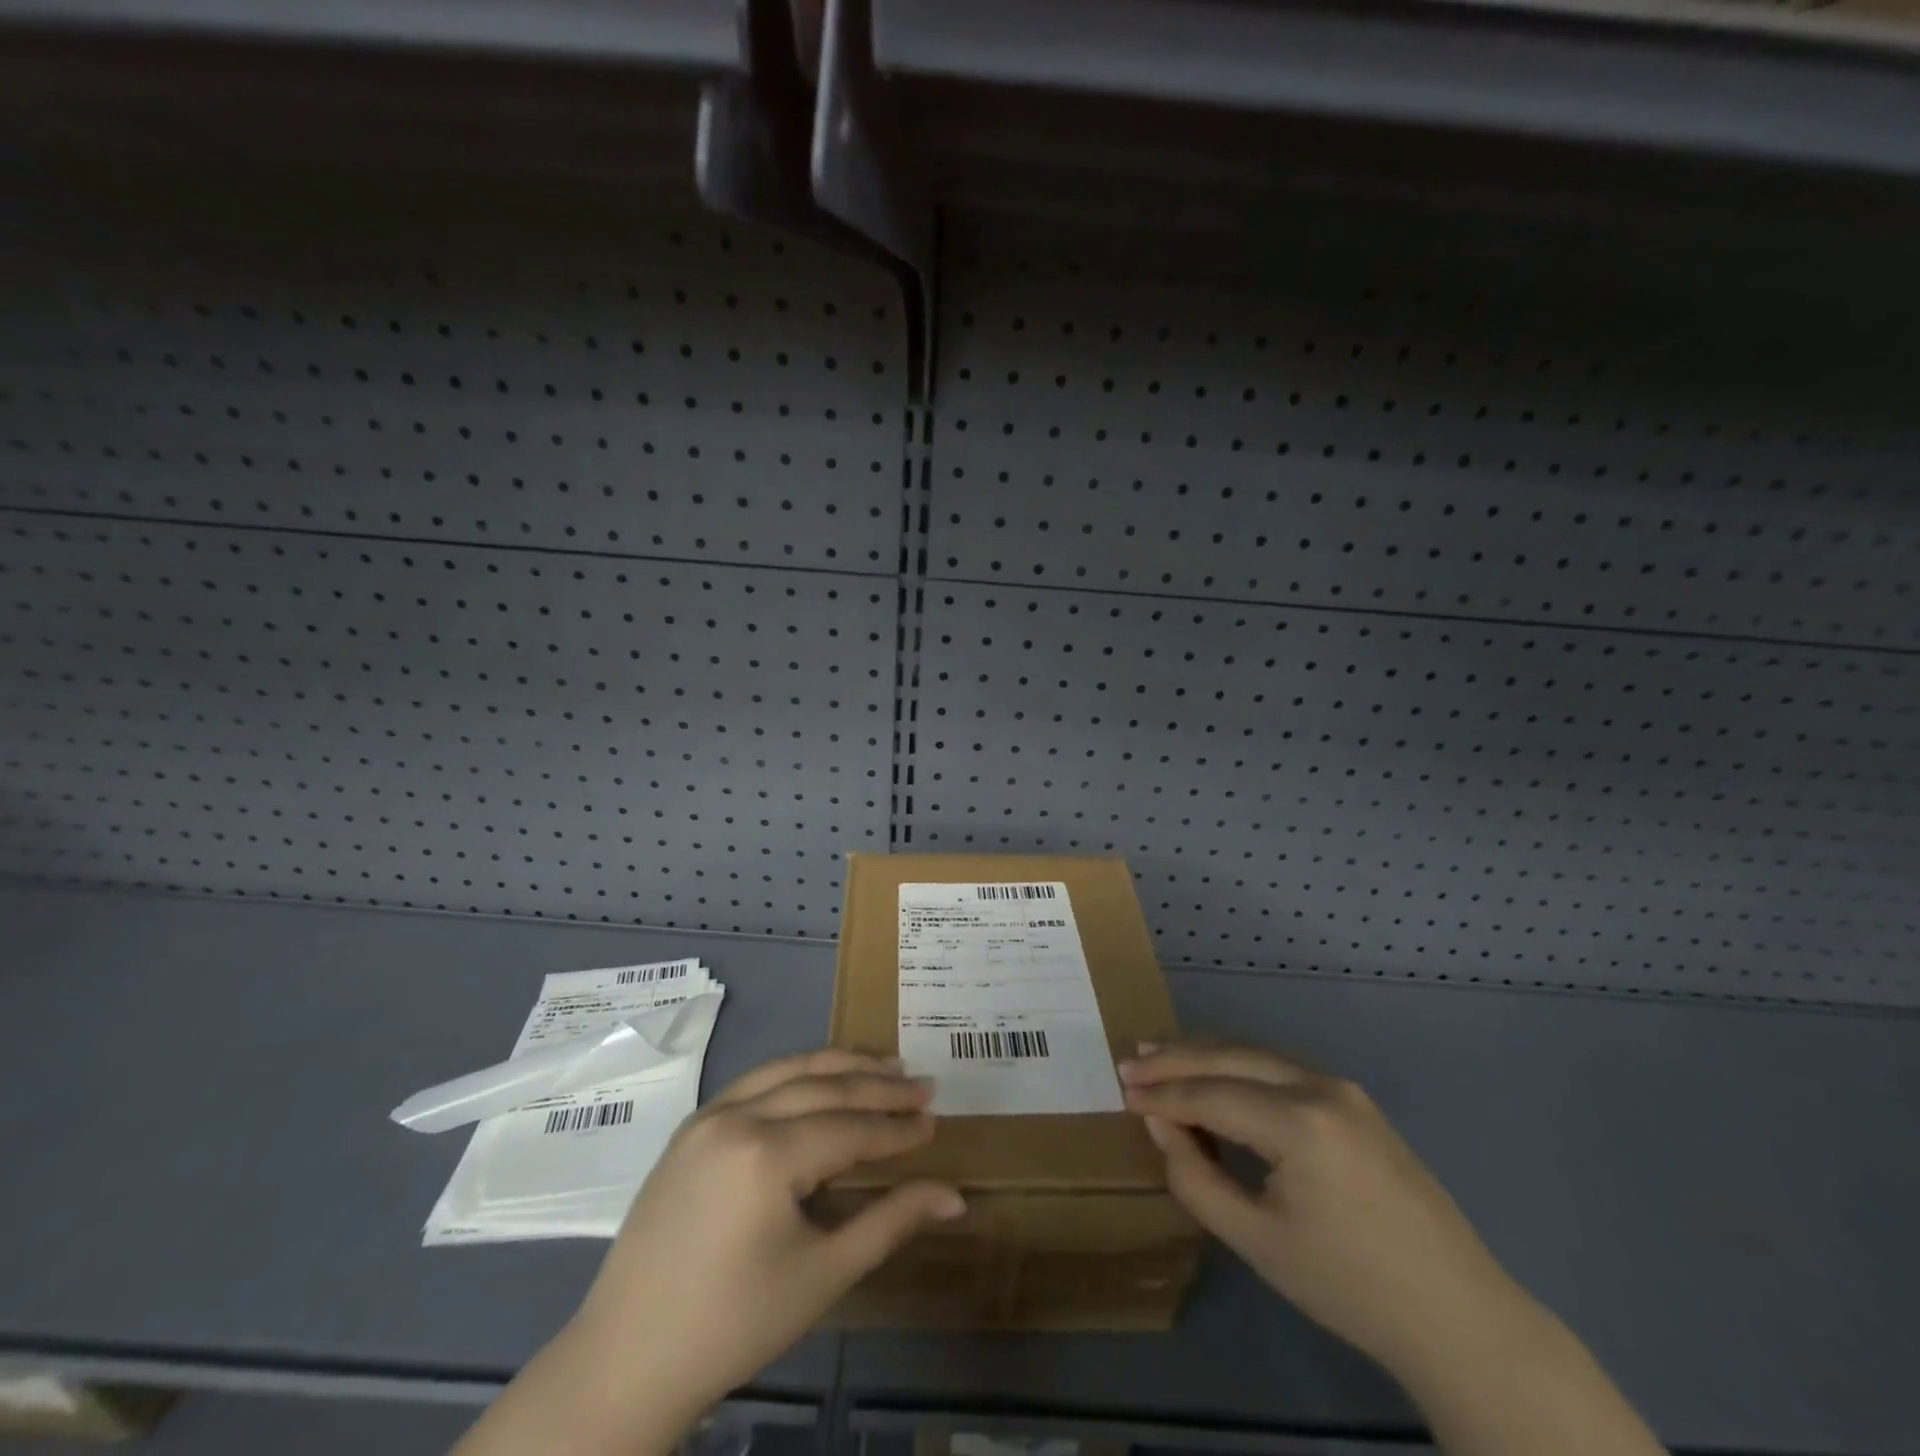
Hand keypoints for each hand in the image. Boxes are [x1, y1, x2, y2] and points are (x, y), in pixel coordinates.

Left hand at [456, 1049, 963, 1455]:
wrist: (627, 1361)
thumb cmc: (734, 1325)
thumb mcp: (823, 1275)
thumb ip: (891, 1222)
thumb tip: (955, 1197)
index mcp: (767, 1154)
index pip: (851, 1128)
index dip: (897, 1128)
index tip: (934, 1122)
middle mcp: (737, 1117)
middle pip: (824, 1087)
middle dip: (878, 1087)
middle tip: (923, 1087)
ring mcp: (709, 1115)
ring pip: (789, 1071)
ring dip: (840, 1067)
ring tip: (884, 1066)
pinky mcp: (691, 1126)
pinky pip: (755, 1082)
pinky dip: (796, 1074)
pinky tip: (820, 1080)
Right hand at [1118, 1041, 1528, 1375]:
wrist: (1459, 1318)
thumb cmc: (1350, 1287)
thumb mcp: (1256, 1241)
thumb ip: (1194, 1176)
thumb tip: (1158, 1123)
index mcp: (1301, 1123)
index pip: (1211, 1094)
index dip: (1162, 1093)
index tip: (1120, 1090)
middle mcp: (1322, 1087)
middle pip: (1231, 1057)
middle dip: (1176, 1058)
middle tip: (1129, 1060)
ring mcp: (1343, 1089)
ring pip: (1255, 1055)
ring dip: (1205, 1056)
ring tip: (1159, 1056)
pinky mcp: (1354, 1101)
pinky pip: (1280, 1070)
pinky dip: (1238, 1069)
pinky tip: (1215, 1076)